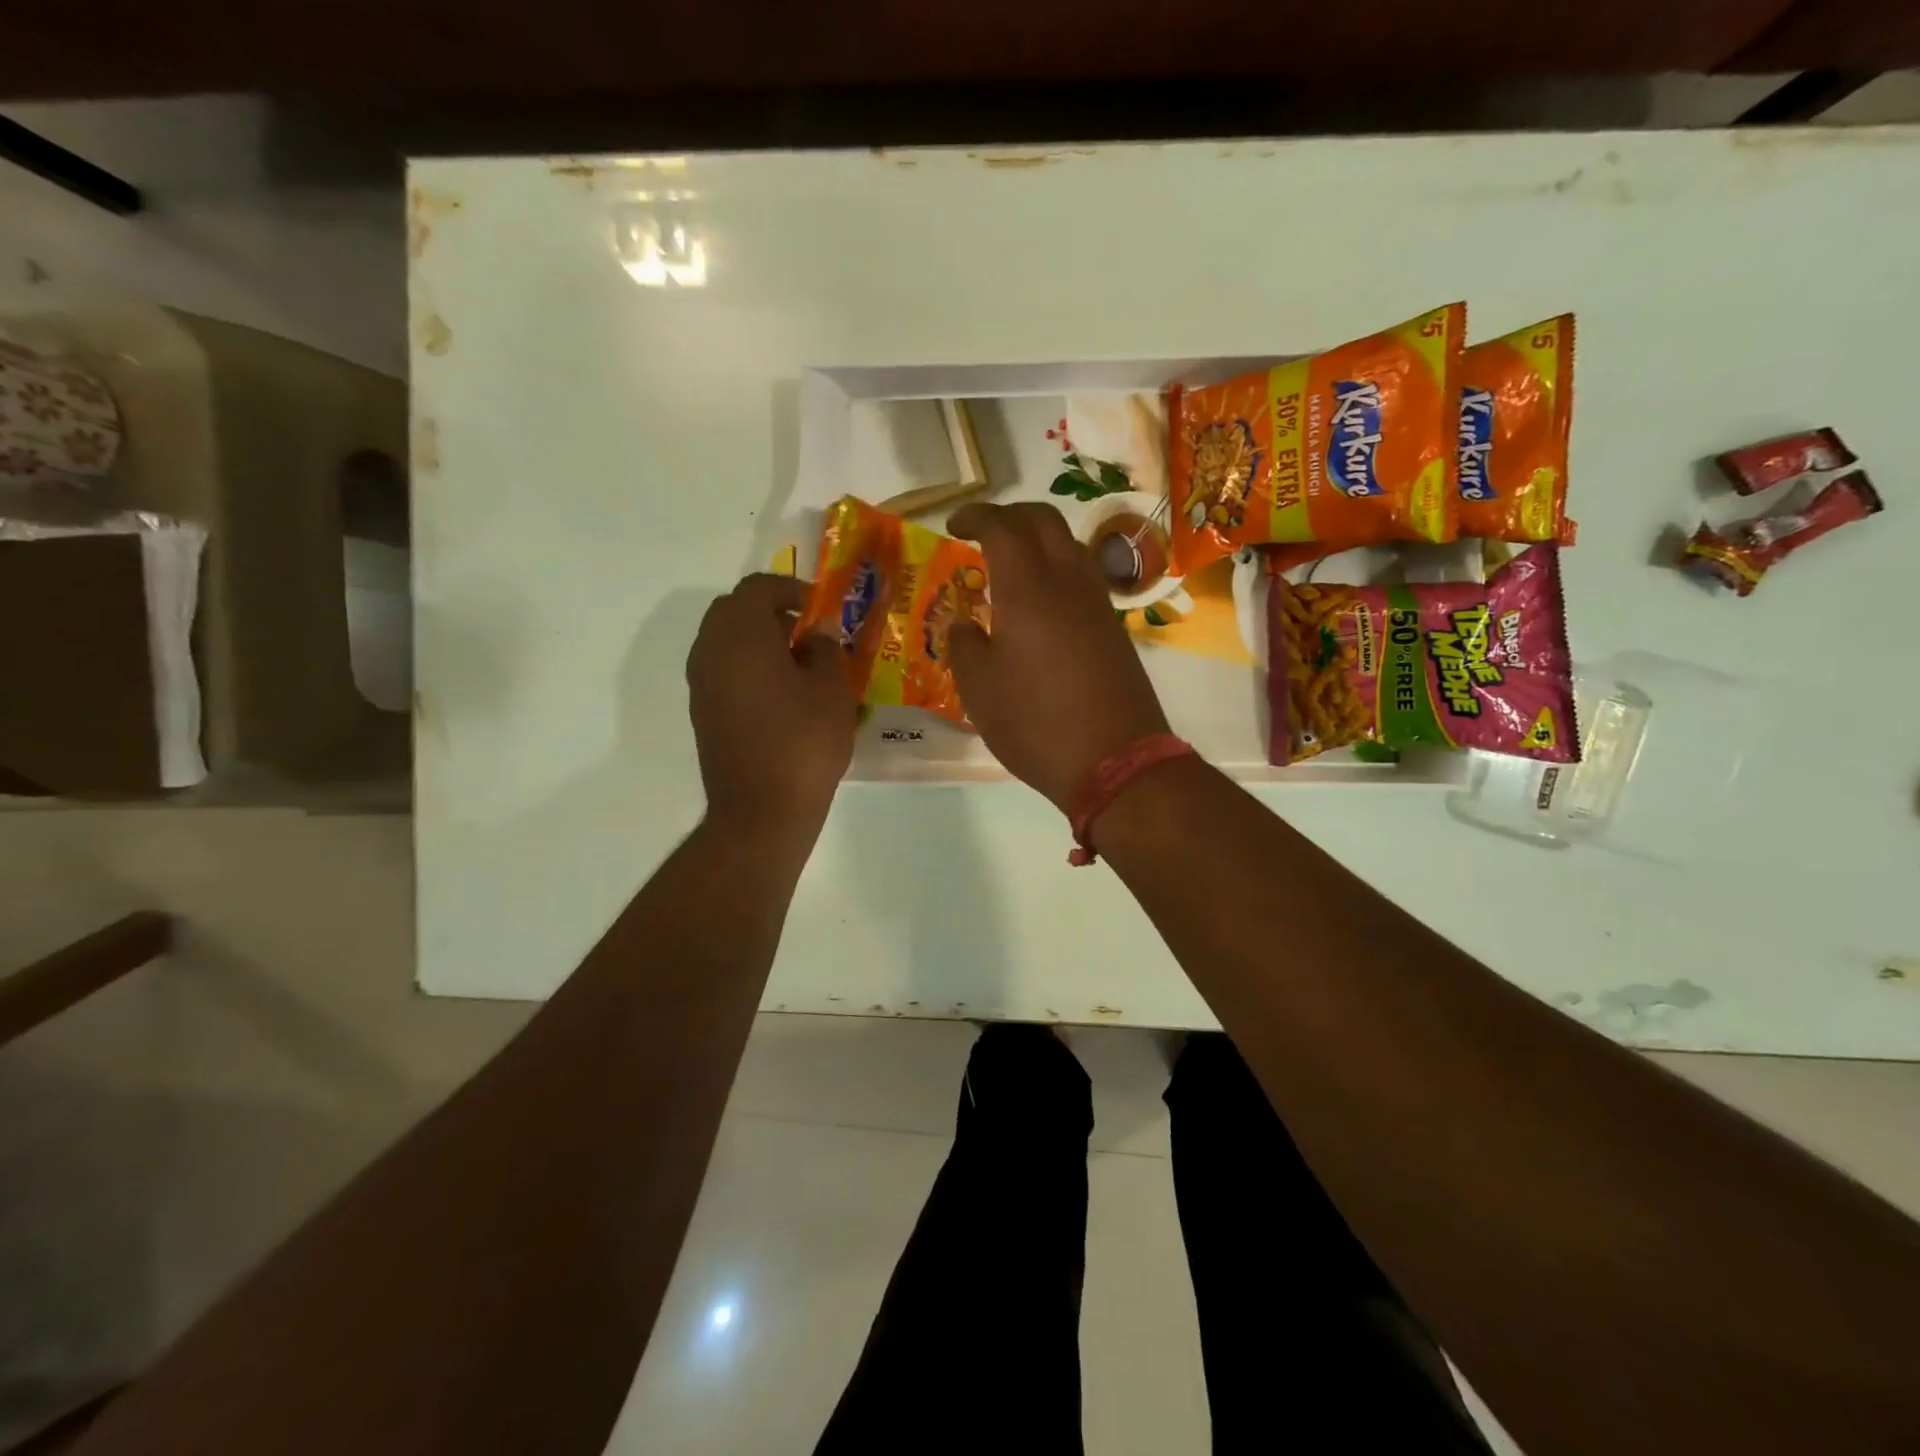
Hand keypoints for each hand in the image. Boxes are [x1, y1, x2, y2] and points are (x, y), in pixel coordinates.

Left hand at [687, 574, 857, 836]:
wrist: (761, 810)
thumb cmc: (804, 742)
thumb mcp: (832, 690)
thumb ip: (825, 649)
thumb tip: (815, 633)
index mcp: (741, 635)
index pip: (757, 588)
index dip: (790, 589)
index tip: (818, 609)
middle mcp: (710, 651)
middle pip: (733, 610)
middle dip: (769, 611)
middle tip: (806, 632)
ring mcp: (701, 684)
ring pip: (723, 640)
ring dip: (756, 639)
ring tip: (797, 664)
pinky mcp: (702, 712)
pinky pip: (721, 669)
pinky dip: (746, 666)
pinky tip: (779, 694)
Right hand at [947, 503, 1170, 810]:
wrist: (1114, 760)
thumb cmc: (1035, 723)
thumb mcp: (979, 690)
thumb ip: (964, 646)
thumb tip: (965, 624)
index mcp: (1027, 588)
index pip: (1002, 527)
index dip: (975, 516)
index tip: (954, 525)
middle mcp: (1067, 582)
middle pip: (1043, 520)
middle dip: (1010, 515)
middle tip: (983, 534)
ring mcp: (1097, 603)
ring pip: (1069, 544)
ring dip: (1038, 539)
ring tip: (1011, 565)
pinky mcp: (1114, 627)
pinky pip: (1083, 576)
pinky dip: (1057, 568)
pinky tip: (1040, 602)